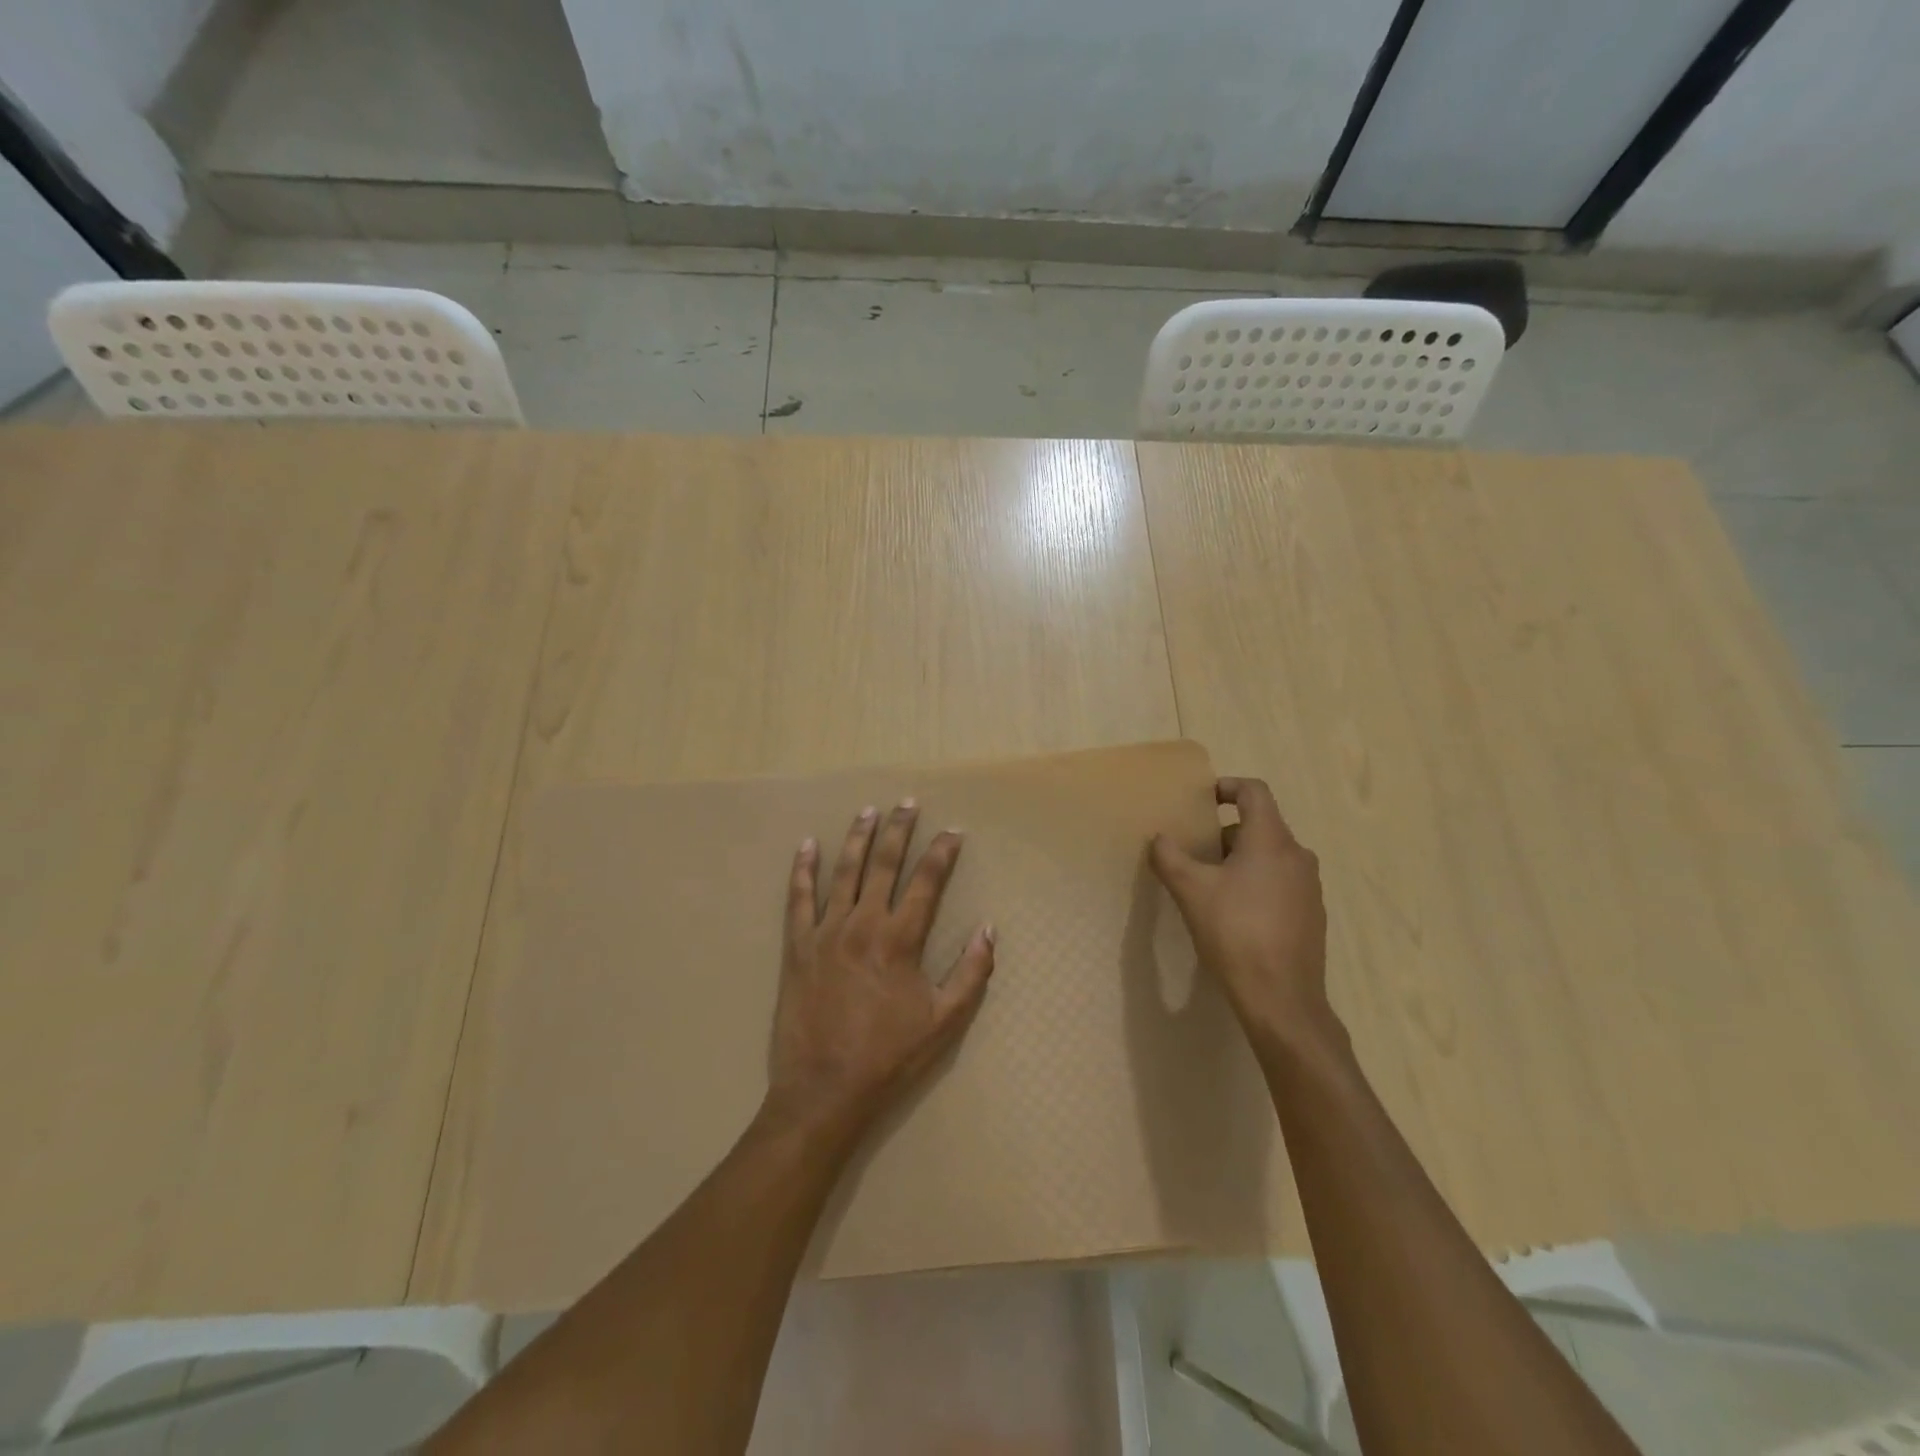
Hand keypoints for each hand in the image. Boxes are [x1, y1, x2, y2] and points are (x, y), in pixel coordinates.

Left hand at [763, 801, 995, 1149]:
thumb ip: (971, 972)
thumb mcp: (945, 1021)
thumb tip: (989, 929)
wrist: (824, 1090)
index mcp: (900, 939)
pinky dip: (802, 870)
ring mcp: (826, 932)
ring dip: (857, 838)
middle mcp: (863, 924)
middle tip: (907, 803)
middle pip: (884, 864)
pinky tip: (807, 846)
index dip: (942, 853)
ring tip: (868, 811)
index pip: (927, 882)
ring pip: (844, 872)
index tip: (953, 832)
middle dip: (899, 830)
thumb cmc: (889, 1056)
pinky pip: (798, 899)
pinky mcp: (797, 947)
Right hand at [1150, 777, 1333, 1052]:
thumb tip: (1160, 839)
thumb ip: (1170, 857)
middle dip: (1225, 833)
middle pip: (1260, 825)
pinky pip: (1280, 882)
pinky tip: (1235, 915)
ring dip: (1240, 860)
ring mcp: (1309, 887)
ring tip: (1211, 885)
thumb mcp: (1190, 891)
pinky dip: (1257, 884)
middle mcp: (1297, 856)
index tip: (1203, 799)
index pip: (1254, 792)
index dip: (1227, 787)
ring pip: (1270, 856)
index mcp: (1271, 840)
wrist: (1281, 998)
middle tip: (1196, 853)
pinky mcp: (1312, 915)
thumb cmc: (1235, 932)